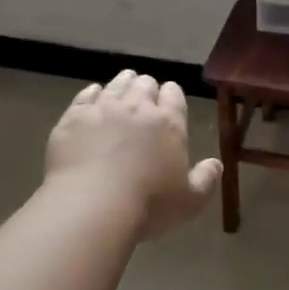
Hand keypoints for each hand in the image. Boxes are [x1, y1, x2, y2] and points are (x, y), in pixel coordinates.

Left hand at [44, 70, 222, 240]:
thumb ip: (206, 179)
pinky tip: (93, 96)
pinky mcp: (72, 118)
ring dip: (122, 84)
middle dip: (146, 88)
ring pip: (115, 85)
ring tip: (123, 86)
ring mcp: (102, 109)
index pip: (174, 95)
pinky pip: (84, 96)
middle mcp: (136, 107)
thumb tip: (216, 164)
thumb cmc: (150, 205)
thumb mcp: (190, 201)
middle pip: (144, 85)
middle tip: (145, 96)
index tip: (170, 98)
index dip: (172, 95)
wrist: (93, 205)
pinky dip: (91, 94)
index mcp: (168, 123)